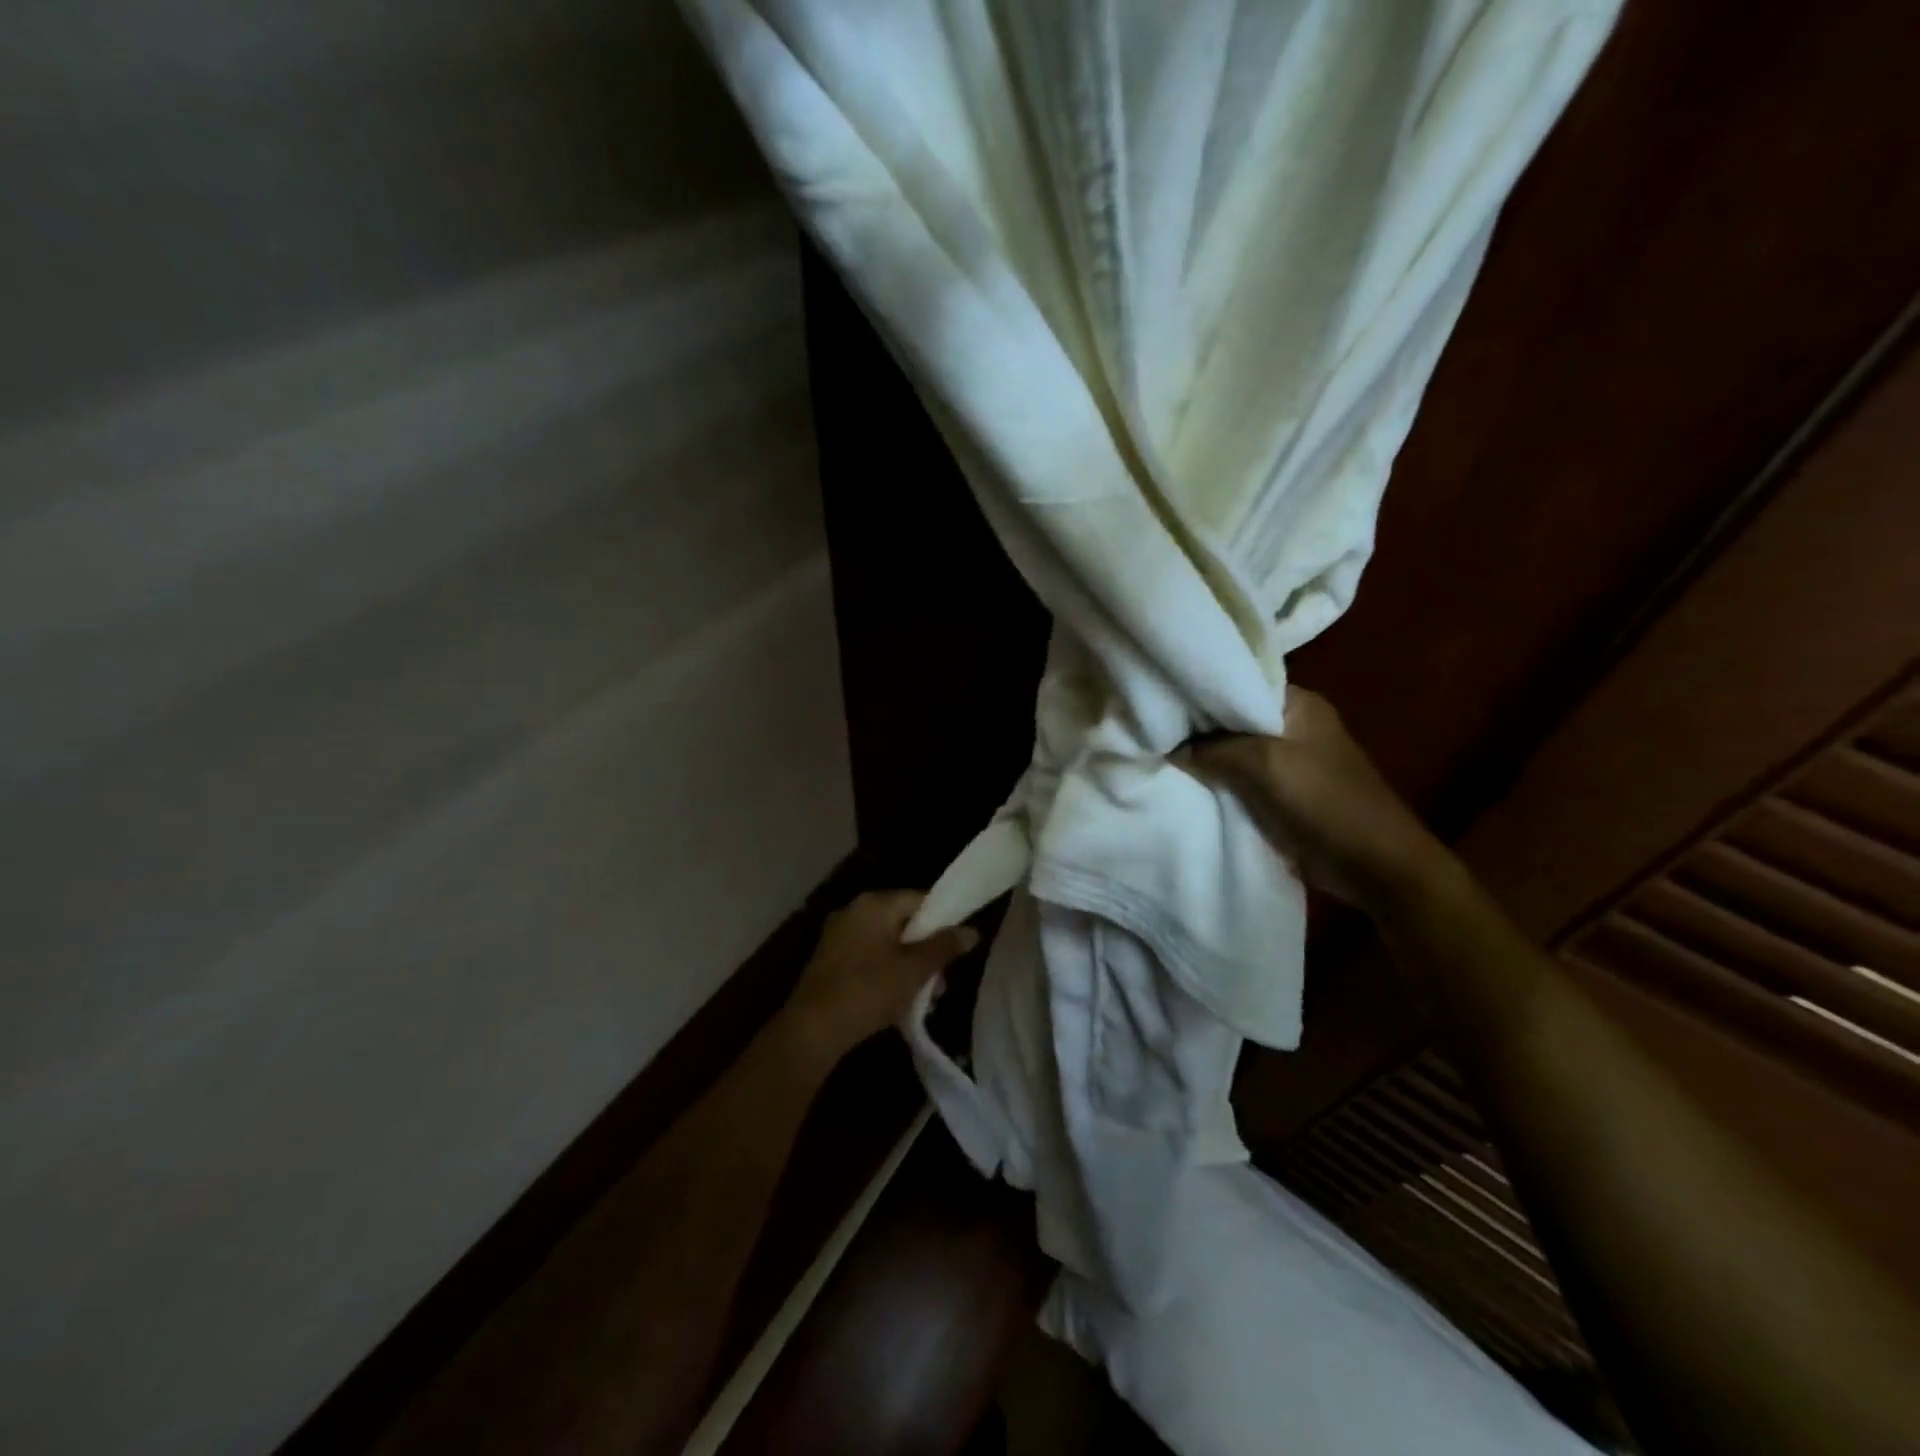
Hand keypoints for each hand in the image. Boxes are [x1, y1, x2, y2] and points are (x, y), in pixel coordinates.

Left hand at [781, 891, 979, 1059]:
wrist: (812, 1030)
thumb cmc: (868, 990)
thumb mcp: (915, 969)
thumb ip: (944, 947)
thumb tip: (972, 931)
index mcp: (874, 903)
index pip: (920, 899)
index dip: (944, 920)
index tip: (959, 946)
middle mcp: (854, 911)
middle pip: (904, 922)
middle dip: (927, 950)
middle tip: (943, 980)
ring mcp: (839, 936)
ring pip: (887, 944)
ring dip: (909, 967)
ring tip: (925, 999)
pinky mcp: (830, 961)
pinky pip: (869, 958)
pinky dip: (887, 974)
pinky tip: (898, 1002)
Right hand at [1184, 688, 1456, 919]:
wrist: (1372, 863)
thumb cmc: (1325, 800)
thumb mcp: (1265, 764)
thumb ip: (1215, 749)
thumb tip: (1172, 748)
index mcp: (1297, 703)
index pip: (1239, 680)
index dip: (1200, 686)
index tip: (1160, 693)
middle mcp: (1290, 724)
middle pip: (1232, 716)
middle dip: (1196, 724)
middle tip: (1151, 725)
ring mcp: (1286, 759)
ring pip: (1233, 749)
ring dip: (1204, 755)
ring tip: (1157, 751)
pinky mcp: (1279, 791)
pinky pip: (1239, 777)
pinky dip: (1216, 780)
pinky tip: (1182, 780)